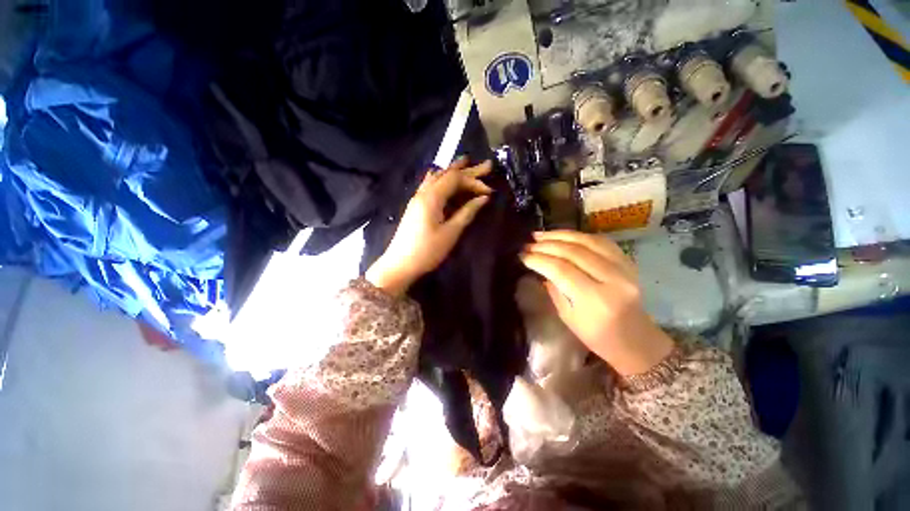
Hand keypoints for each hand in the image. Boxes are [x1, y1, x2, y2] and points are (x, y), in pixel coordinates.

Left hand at [366, 158, 492, 295]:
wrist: (400, 264)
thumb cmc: (427, 251)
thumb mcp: (451, 233)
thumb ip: (467, 213)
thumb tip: (483, 199)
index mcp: (432, 197)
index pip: (455, 179)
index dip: (474, 181)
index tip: (489, 191)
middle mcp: (423, 192)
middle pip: (447, 174)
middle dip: (468, 170)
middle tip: (487, 165)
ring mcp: (417, 198)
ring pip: (438, 177)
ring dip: (454, 171)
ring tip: (467, 162)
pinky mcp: (416, 205)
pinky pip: (430, 184)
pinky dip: (441, 178)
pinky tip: (443, 176)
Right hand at [520, 230, 673, 375]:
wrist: (636, 340)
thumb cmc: (597, 336)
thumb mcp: (568, 317)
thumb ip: (554, 288)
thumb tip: (539, 266)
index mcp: (596, 299)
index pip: (561, 270)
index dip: (539, 259)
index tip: (523, 256)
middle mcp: (613, 279)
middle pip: (574, 252)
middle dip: (546, 245)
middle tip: (528, 244)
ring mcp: (624, 268)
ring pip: (587, 241)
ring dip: (560, 235)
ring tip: (541, 235)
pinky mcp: (628, 262)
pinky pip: (601, 241)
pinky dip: (579, 236)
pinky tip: (563, 235)